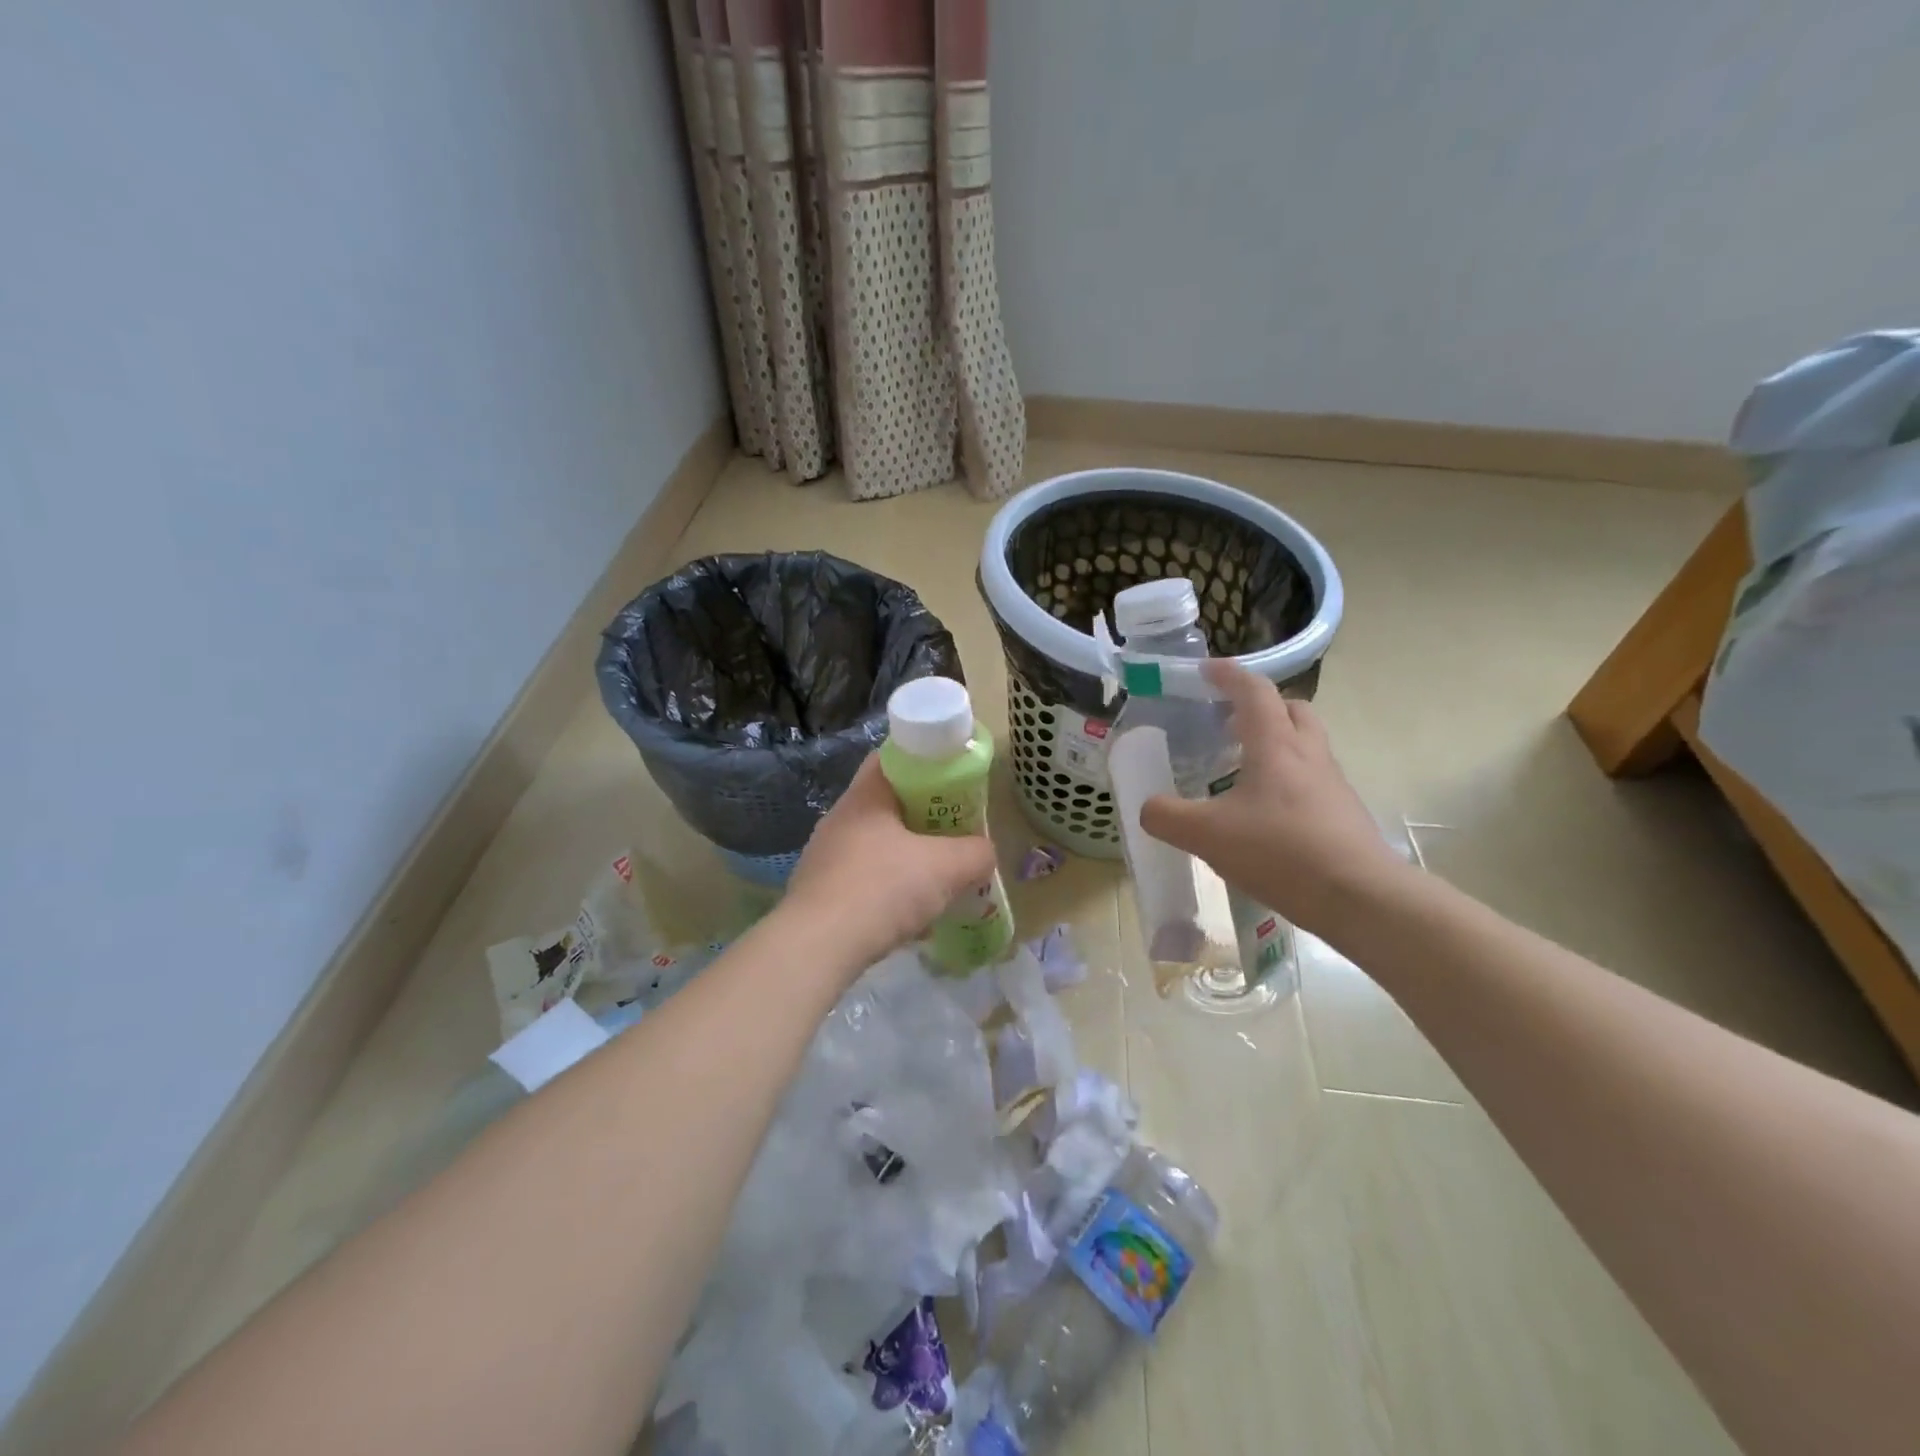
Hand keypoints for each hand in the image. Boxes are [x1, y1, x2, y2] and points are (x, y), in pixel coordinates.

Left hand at [781, 753, 998, 974]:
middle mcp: (840, 818)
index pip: (894, 758)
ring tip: (938, 878)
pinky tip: (911, 917)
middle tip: (956, 832)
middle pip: (889, 805)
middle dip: (925, 818)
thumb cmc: (883, 888)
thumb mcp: (947, 867)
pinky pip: (865, 880)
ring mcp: (826, 856)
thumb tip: (985, 852)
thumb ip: (976, 853)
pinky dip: (890, 890)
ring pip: (878, 846)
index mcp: (865, 796)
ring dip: (908, 858)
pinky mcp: (821, 892)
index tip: (955, 782)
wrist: (818, 947)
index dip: (928, 763)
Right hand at [1140, 660, 1406, 936]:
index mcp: (1275, 745)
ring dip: (1276, 743)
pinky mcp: (1342, 814)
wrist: (1360, 898)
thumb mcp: (1207, 835)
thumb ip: (1167, 817)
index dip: (1229, 675)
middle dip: (1260, 707)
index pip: (1254, 691)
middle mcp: (1308, 755)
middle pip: (1291, 710)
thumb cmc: (1281, 852)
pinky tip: (1264, 814)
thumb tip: (1148, 808)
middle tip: (1229, 722)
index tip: (1206, 670)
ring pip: (1305, 745)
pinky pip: (1312, 780)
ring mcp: (1332, 784)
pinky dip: (1287, 780)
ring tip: (1242, 769)